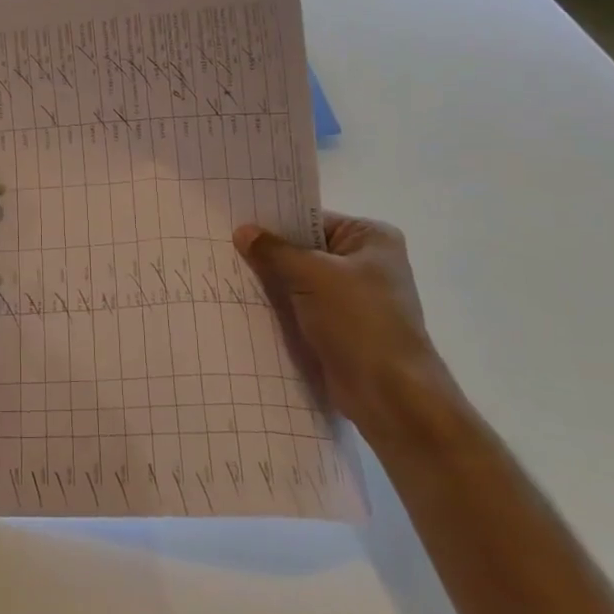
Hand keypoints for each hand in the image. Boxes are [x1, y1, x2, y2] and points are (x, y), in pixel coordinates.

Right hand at [233, 211, 453, 435]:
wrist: (389, 394)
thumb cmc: (359, 320)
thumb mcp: (311, 275)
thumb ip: (274, 251)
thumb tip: (242, 231)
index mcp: (371, 238)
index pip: (313, 219)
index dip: (275, 221)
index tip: (237, 221)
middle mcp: (366, 263)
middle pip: (306, 248)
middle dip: (270, 252)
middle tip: (224, 245)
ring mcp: (354, 298)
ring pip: (301, 280)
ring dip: (272, 282)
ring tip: (228, 272)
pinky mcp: (341, 327)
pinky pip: (302, 307)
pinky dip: (280, 306)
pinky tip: (246, 302)